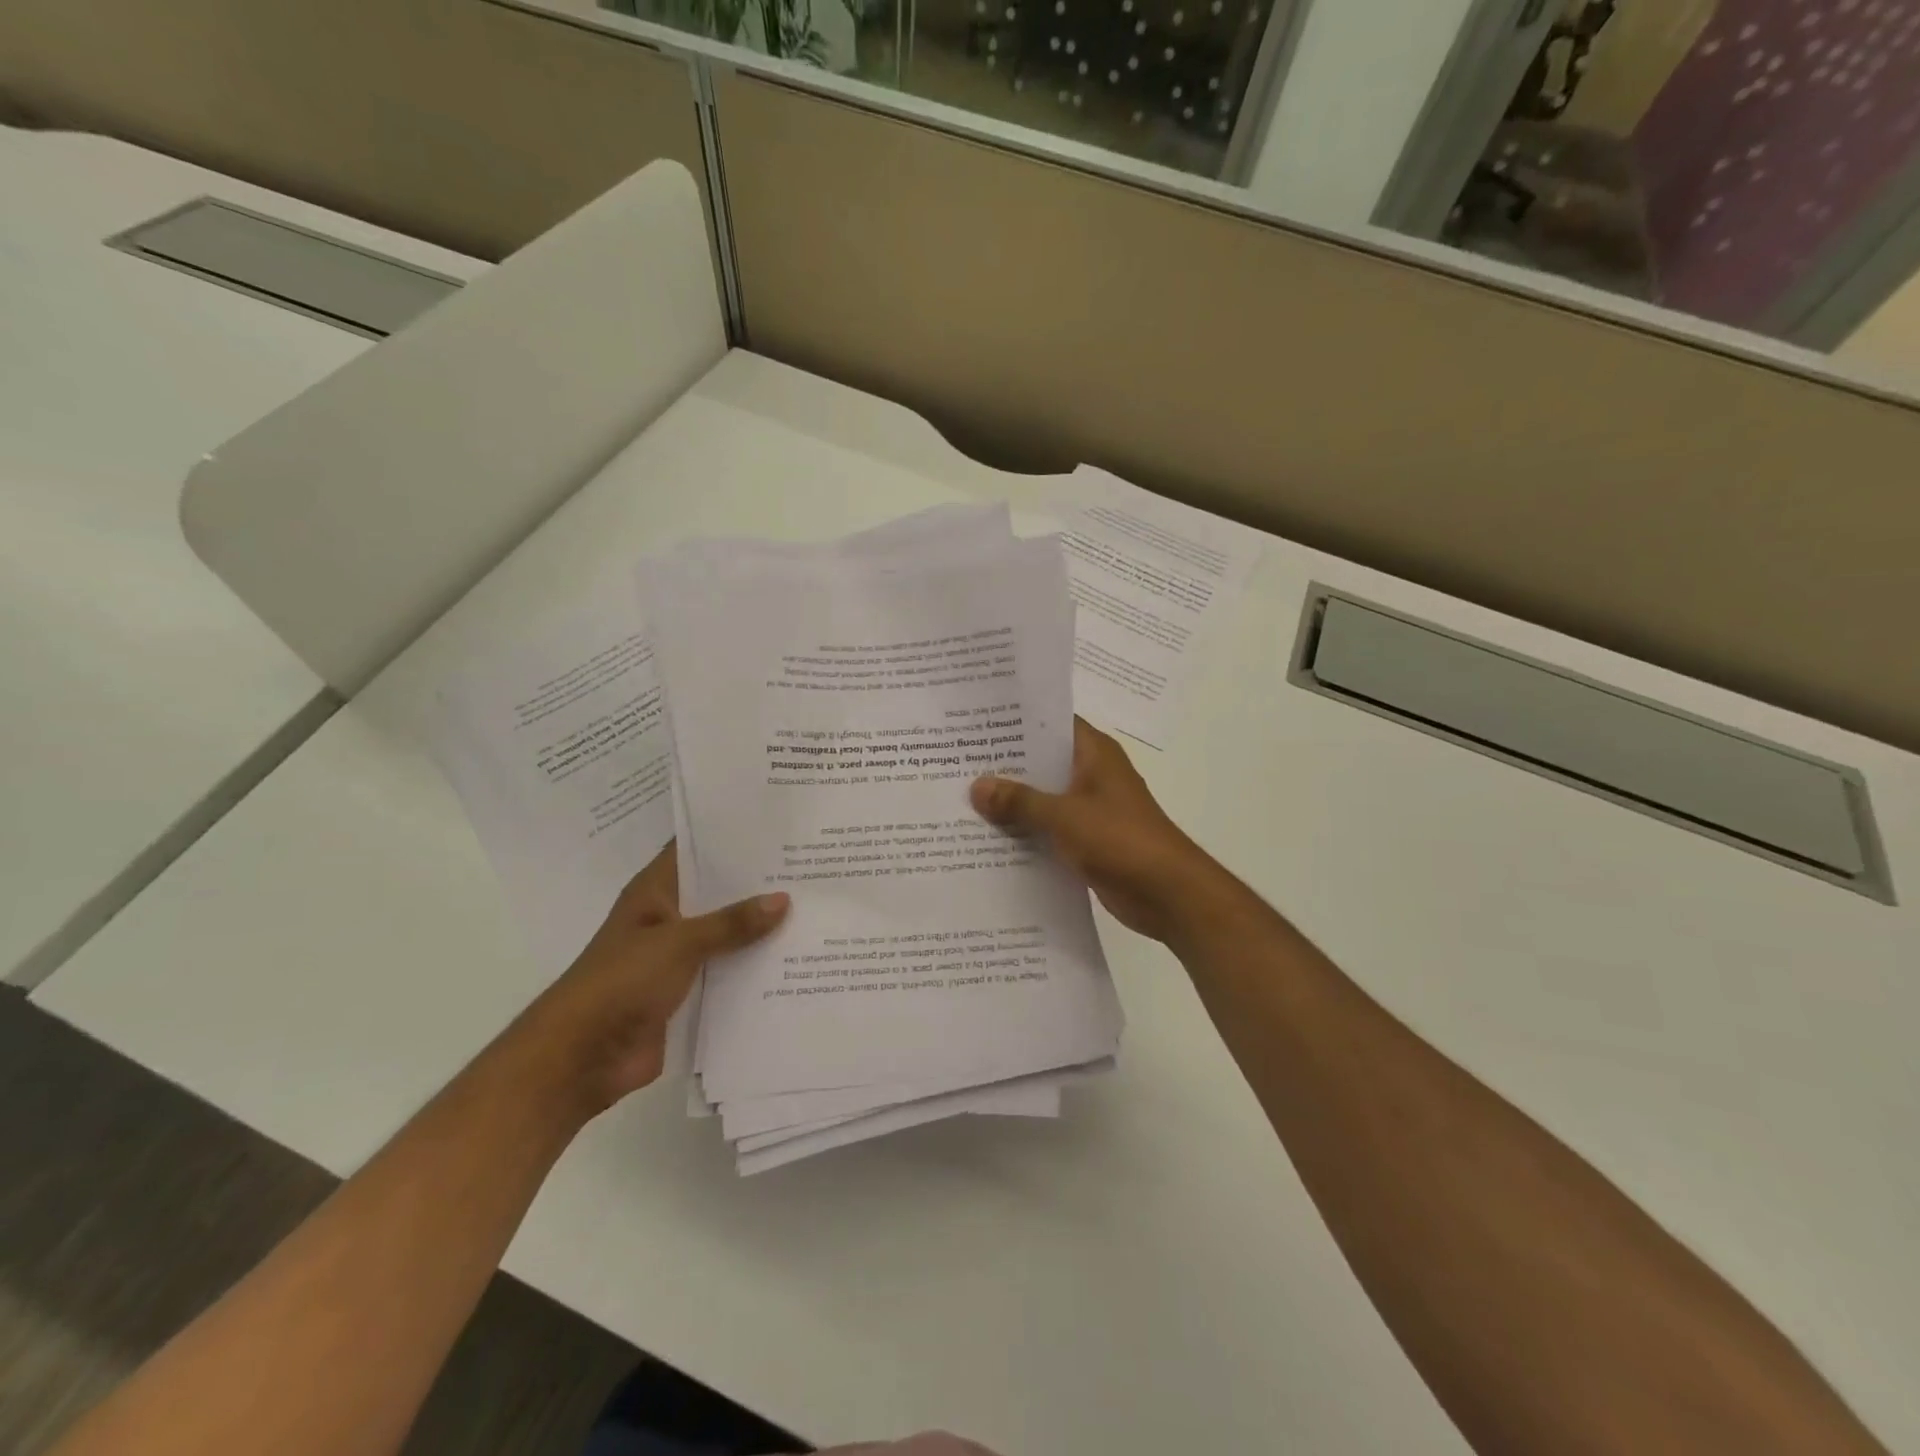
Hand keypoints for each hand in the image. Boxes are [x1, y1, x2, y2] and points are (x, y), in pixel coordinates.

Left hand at [510, 843, 787, 1117]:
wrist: (580, 1059)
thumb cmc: (621, 982)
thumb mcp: (680, 943)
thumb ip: (732, 923)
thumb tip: (784, 899)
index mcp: (655, 892)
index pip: (695, 850)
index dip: (731, 836)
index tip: (776, 826)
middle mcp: (668, 918)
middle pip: (717, 893)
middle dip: (757, 884)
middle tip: (809, 866)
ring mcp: (676, 957)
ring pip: (726, 934)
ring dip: (759, 929)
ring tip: (813, 909)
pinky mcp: (687, 993)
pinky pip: (726, 972)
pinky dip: (752, 968)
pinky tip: (794, 960)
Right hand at [970, 718, 1226, 945]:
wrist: (1168, 894)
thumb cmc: (1120, 839)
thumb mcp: (1064, 816)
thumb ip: (1020, 800)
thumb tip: (976, 786)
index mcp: (1094, 754)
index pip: (1051, 723)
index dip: (1016, 721)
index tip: (975, 722)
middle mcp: (1092, 775)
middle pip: (1042, 762)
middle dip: (1004, 766)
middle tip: (955, 762)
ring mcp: (1090, 809)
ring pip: (1043, 798)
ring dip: (1012, 803)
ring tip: (961, 799)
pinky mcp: (1087, 841)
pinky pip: (1048, 830)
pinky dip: (1025, 833)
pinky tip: (988, 839)